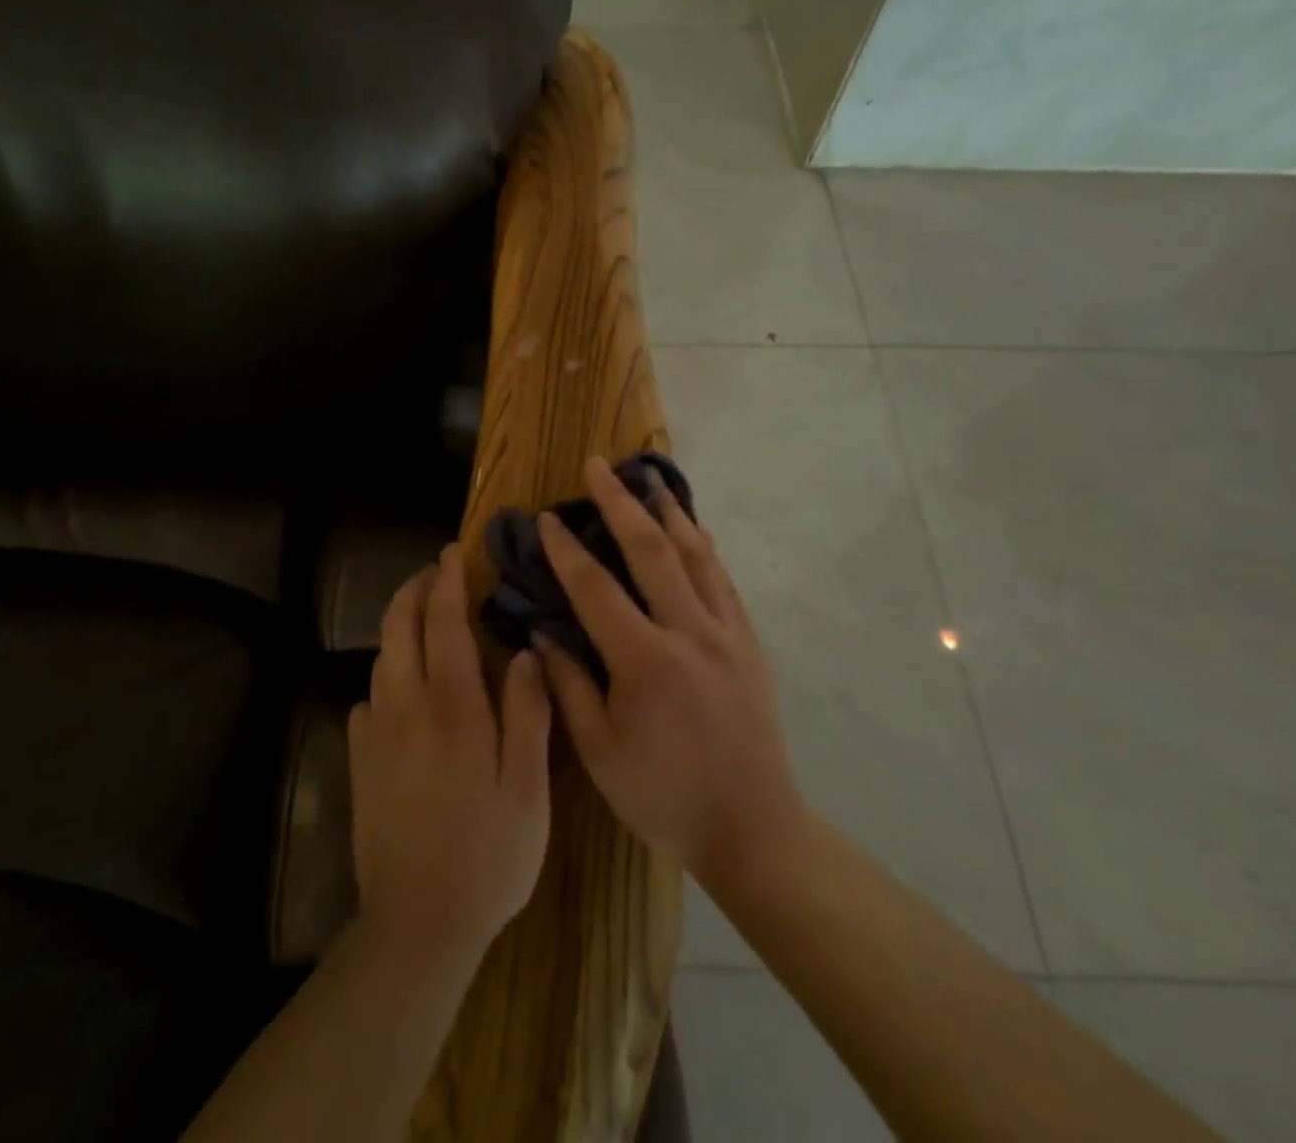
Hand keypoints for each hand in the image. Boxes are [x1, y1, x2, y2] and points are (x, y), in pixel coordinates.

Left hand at [349, 545, 552, 968]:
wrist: (417, 923)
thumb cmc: (488, 855)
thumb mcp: (528, 789)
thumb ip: (528, 713)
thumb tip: (526, 652)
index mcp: (453, 707)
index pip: (444, 622)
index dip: (447, 581)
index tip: (453, 553)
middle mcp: (406, 706)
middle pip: (399, 625)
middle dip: (414, 588)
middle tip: (435, 573)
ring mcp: (375, 732)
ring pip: (381, 657)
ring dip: (399, 626)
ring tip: (424, 619)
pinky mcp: (358, 759)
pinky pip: (368, 697)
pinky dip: (387, 674)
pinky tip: (404, 689)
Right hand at [537, 456, 803, 890]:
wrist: (754, 830)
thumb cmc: (663, 797)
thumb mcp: (599, 751)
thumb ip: (568, 683)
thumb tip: (542, 630)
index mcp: (646, 663)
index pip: (595, 589)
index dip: (565, 550)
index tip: (545, 518)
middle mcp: (691, 634)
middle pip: (651, 551)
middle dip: (619, 503)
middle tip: (596, 466)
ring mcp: (728, 634)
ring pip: (696, 555)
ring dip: (667, 511)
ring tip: (647, 478)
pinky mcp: (750, 643)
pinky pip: (722, 580)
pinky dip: (702, 546)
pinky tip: (691, 529)